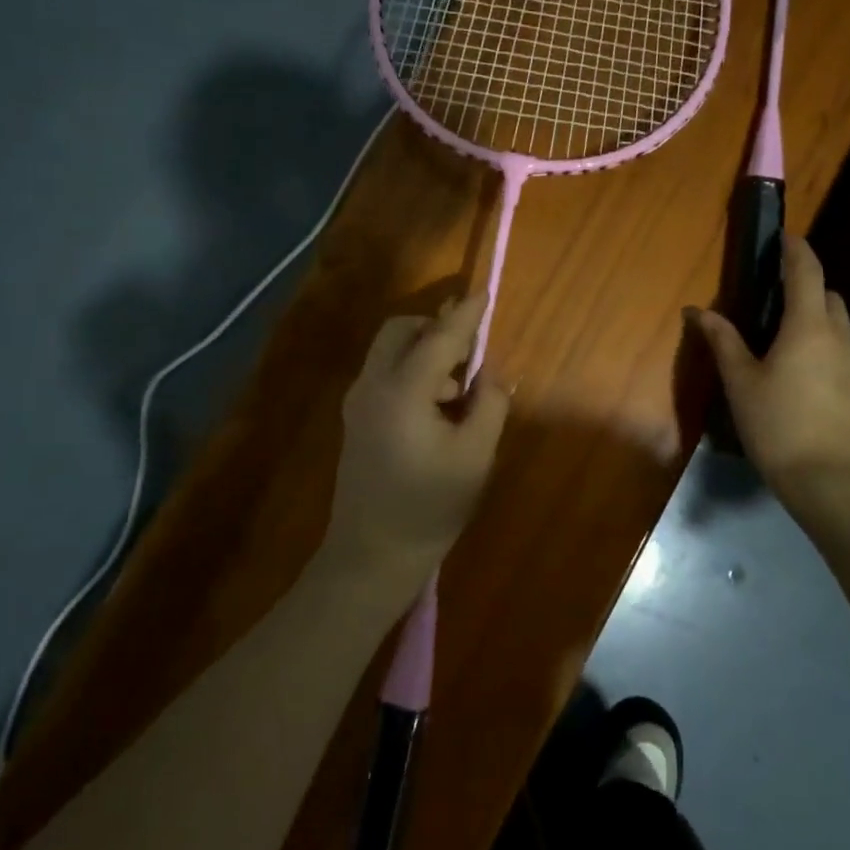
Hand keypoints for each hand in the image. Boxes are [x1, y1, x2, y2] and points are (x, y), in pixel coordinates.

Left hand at [321, 295, 510, 614]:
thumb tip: (493, 371)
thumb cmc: (430, 507)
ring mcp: (358, 402)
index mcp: (403, 391)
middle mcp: (373, 385)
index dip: (466, 315)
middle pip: (400, 331)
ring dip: (424, 351)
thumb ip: (489, 404)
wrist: (372, 555)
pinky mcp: (356, 418)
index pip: (439, 337)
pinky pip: (385, 373)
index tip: (484, 293)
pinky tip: (436, 407)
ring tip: (459, 390)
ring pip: (389, 351)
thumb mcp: (475, 456)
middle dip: (435, 328)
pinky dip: (411, 371)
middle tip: (470, 353)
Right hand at [693, 237, 849, 500]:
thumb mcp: (740, 382)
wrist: (828, 481)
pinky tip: (805, 382)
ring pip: (840, 327)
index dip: (796, 249)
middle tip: (776, 301)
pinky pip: (845, 356)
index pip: (807, 272)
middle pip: (829, 296)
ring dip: (818, 321)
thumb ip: (723, 341)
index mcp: (808, 327)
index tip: (784, 237)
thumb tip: (699, 311)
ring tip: (787, 344)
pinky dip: (827, 352)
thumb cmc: (776, 425)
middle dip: (807, 288)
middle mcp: (840, 338)